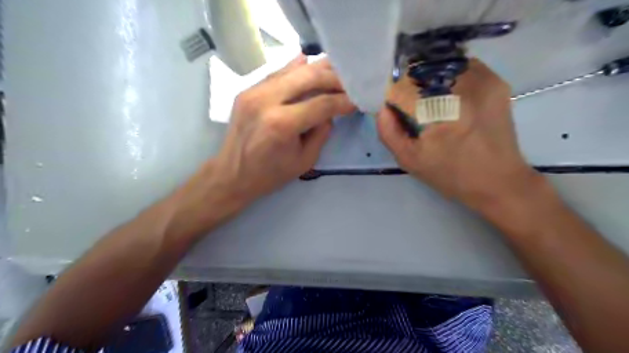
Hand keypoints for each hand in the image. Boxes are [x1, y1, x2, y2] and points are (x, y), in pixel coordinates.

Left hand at [166, 55, 353, 238]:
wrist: (231, 175)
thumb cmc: (269, 175)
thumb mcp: (304, 161)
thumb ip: (321, 132)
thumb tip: (330, 111)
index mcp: (282, 124)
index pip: (322, 104)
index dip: (343, 101)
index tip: (357, 100)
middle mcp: (267, 100)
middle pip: (308, 76)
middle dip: (334, 77)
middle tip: (350, 81)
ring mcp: (254, 91)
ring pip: (293, 69)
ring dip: (317, 69)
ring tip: (336, 71)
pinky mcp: (248, 90)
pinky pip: (278, 73)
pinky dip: (297, 69)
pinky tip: (310, 65)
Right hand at [375, 58, 542, 212]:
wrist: (499, 181)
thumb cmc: (450, 174)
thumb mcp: (410, 160)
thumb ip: (389, 132)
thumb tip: (383, 107)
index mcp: (440, 111)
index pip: (403, 87)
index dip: (392, 95)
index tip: (392, 108)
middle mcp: (464, 88)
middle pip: (422, 71)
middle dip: (409, 85)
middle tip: (409, 106)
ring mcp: (484, 81)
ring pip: (441, 65)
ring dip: (428, 79)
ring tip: (428, 101)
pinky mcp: (495, 81)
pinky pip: (461, 67)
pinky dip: (447, 76)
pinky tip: (447, 97)